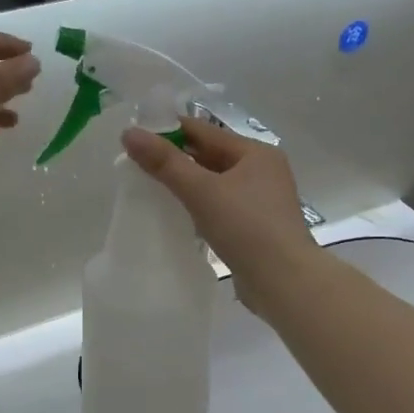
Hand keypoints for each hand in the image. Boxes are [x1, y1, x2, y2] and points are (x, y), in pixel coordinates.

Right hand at [122, 121, 321, 307]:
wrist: (284, 282)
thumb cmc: (246, 228)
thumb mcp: (201, 191)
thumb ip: (165, 162)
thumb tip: (129, 133)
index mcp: (255, 153)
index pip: (204, 131)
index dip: (169, 130)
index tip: (136, 135)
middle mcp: (262, 171)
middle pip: (210, 156)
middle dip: (175, 159)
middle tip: (136, 163)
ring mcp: (261, 201)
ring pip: (215, 183)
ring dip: (186, 184)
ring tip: (150, 188)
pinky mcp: (256, 228)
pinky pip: (220, 207)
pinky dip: (199, 207)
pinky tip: (177, 215)